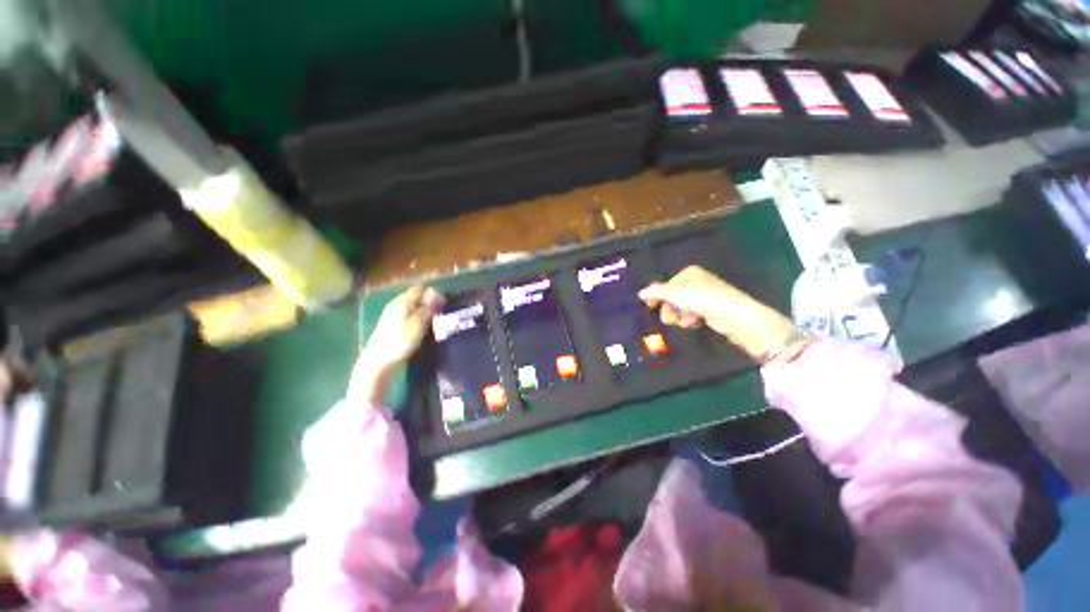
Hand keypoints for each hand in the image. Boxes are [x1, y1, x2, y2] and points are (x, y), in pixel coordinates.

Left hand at [348, 287, 443, 404]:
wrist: (379, 361)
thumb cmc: (401, 340)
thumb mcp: (419, 323)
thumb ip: (427, 307)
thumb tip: (436, 293)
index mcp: (402, 301)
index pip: (420, 289)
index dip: (433, 294)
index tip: (444, 303)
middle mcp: (396, 304)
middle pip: (415, 296)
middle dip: (429, 301)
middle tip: (440, 312)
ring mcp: (392, 314)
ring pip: (412, 305)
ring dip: (423, 310)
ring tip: (434, 320)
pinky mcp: (391, 324)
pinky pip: (408, 313)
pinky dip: (417, 316)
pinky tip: (422, 326)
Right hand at [638, 266, 794, 360]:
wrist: (736, 317)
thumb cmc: (704, 300)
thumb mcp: (676, 294)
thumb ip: (656, 293)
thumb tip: (640, 293)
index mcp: (689, 273)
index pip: (666, 285)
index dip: (658, 296)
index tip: (650, 307)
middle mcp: (697, 281)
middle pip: (672, 297)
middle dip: (670, 309)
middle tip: (672, 318)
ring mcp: (705, 296)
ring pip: (681, 308)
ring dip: (680, 316)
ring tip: (688, 320)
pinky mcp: (711, 309)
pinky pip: (692, 314)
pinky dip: (691, 319)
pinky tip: (696, 323)